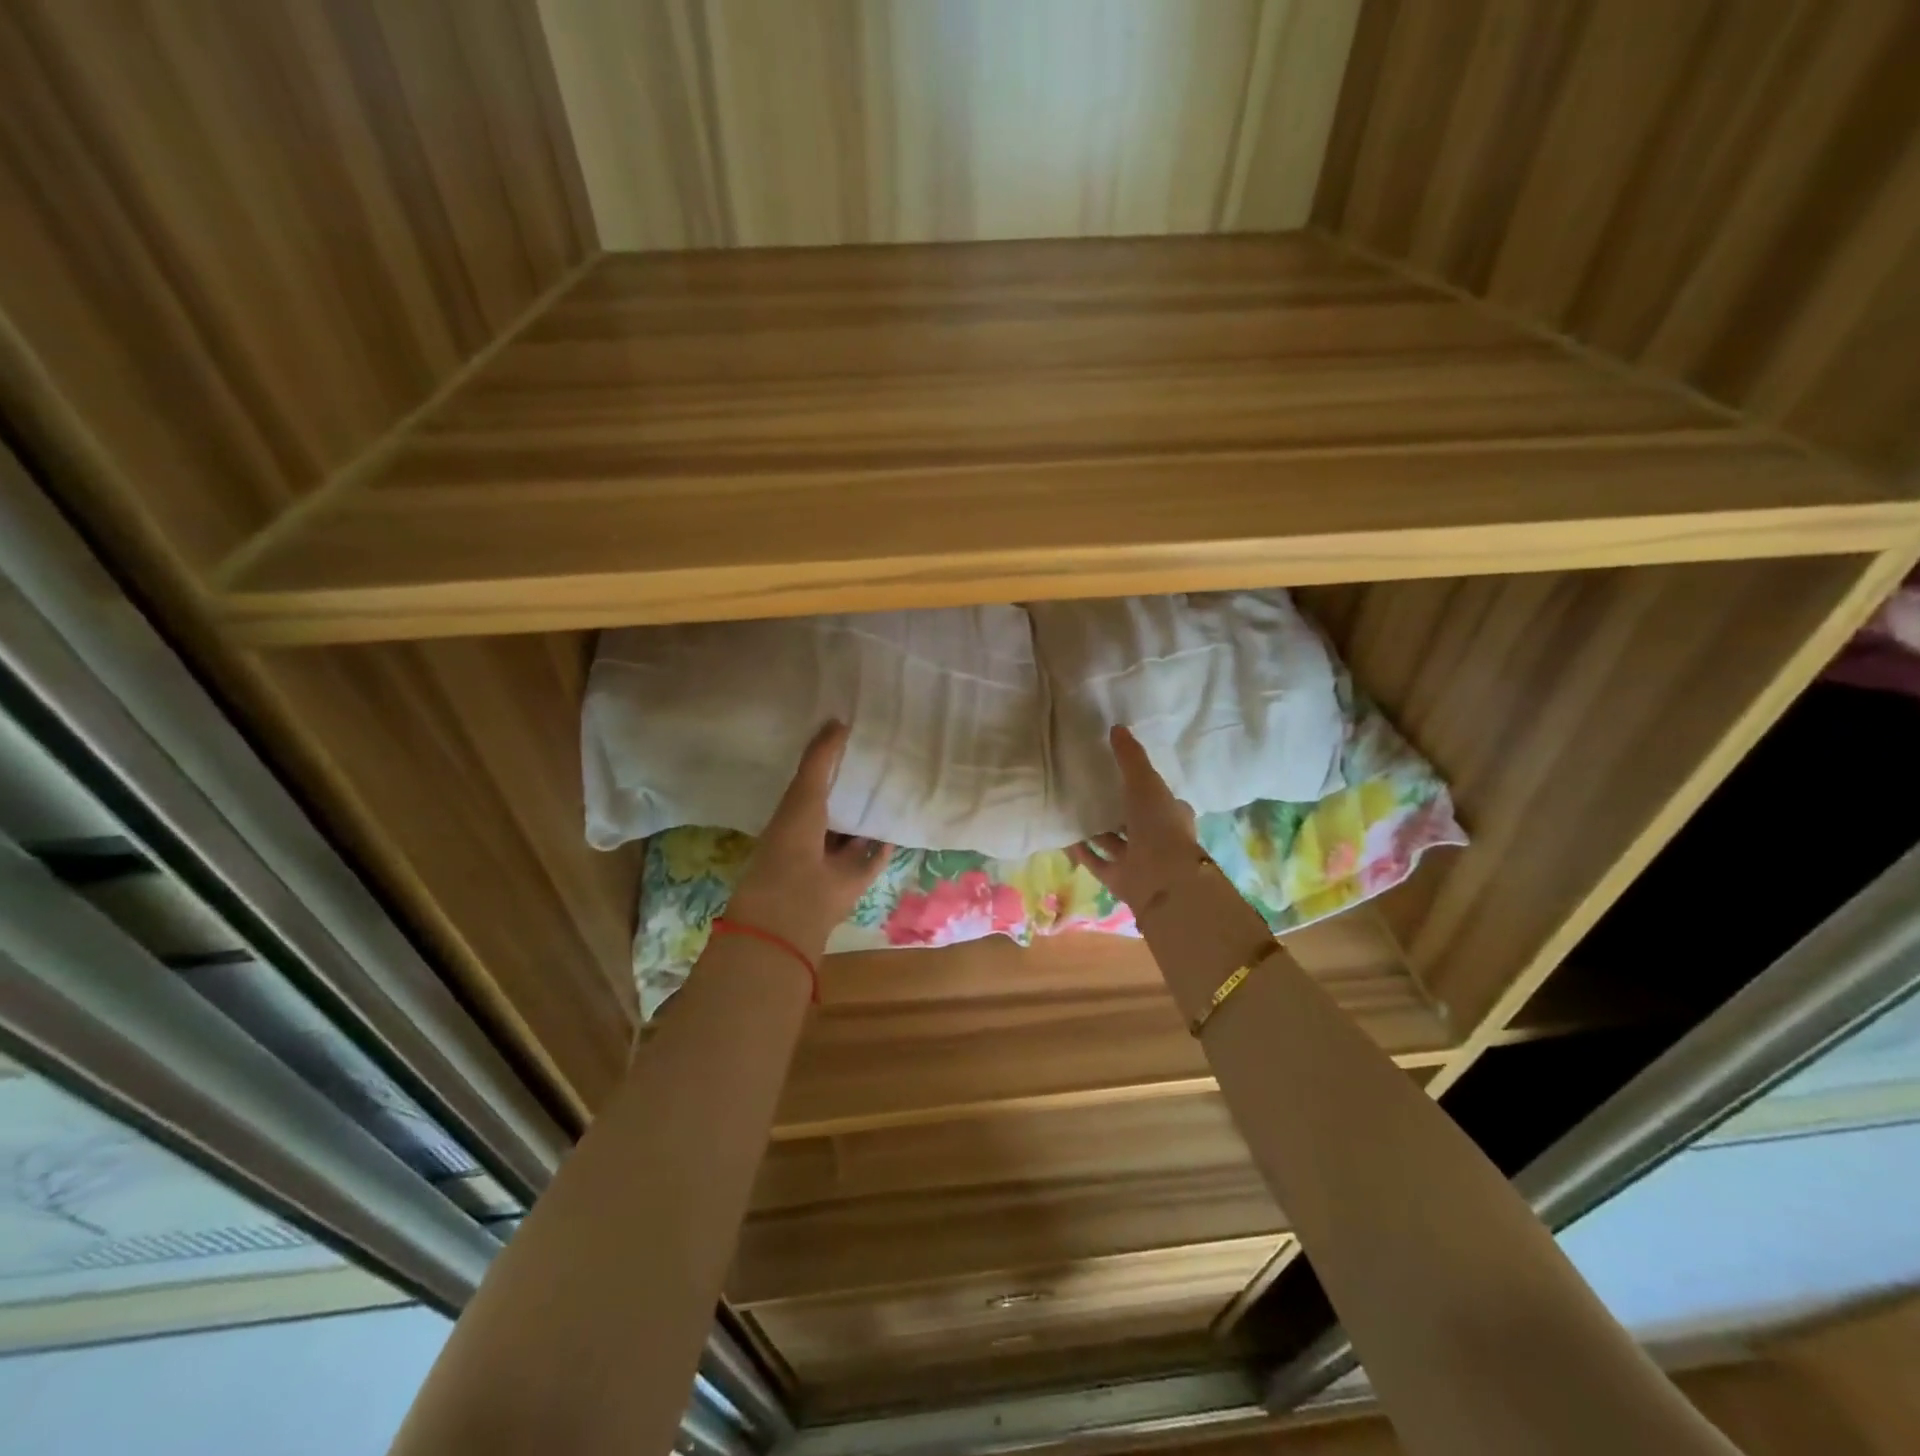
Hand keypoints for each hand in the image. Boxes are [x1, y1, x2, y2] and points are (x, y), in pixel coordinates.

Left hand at [726, 722, 891, 956]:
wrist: (797, 900)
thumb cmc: (792, 839)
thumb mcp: (804, 790)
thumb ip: (820, 757)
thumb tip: (839, 720)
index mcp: (794, 816)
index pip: (813, 787)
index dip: (830, 767)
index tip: (853, 743)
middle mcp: (814, 837)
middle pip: (838, 810)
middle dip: (855, 790)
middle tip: (882, 762)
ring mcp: (836, 859)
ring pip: (857, 833)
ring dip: (871, 816)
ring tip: (896, 787)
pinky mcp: (857, 877)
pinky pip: (876, 856)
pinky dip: (886, 843)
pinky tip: (901, 822)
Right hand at [1067, 726, 1201, 912]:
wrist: (1161, 877)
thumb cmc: (1159, 824)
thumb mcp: (1145, 782)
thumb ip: (1130, 757)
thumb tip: (1117, 727)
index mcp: (1171, 815)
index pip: (1159, 798)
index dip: (1145, 787)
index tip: (1122, 775)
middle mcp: (1157, 838)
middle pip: (1135, 821)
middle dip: (1118, 810)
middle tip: (1092, 792)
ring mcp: (1139, 860)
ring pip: (1115, 842)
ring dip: (1099, 831)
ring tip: (1074, 812)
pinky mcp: (1120, 879)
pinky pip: (1098, 862)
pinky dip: (1084, 852)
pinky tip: (1066, 838)